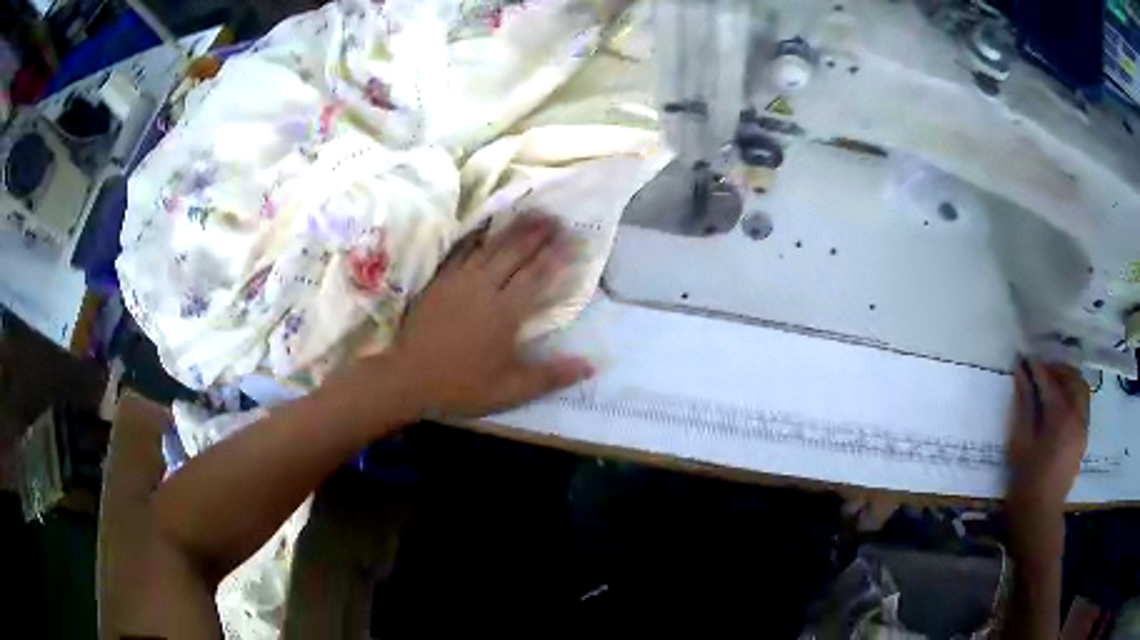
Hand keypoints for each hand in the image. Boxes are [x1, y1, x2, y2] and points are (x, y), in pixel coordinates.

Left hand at [389, 213, 594, 417]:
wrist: (408, 377)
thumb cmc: (461, 385)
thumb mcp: (511, 390)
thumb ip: (551, 376)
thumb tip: (591, 366)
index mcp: (506, 312)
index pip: (537, 275)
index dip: (556, 255)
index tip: (573, 238)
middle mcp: (485, 288)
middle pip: (515, 252)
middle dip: (537, 233)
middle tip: (555, 217)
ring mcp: (459, 281)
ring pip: (491, 247)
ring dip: (512, 229)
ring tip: (530, 213)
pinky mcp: (440, 281)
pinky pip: (462, 251)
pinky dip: (477, 237)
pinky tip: (485, 228)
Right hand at [1005, 359, 1088, 555]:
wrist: (1040, 517)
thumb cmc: (1025, 482)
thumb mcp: (1020, 443)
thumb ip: (1023, 405)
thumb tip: (1021, 373)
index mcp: (1060, 417)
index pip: (1050, 382)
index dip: (1037, 368)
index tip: (1025, 359)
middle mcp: (1077, 417)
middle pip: (1073, 379)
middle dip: (1058, 369)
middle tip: (1042, 369)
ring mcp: (1083, 428)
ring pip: (1082, 390)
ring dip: (1069, 381)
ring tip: (1053, 384)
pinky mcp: (1083, 438)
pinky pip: (1083, 405)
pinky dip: (1074, 396)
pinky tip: (1061, 405)